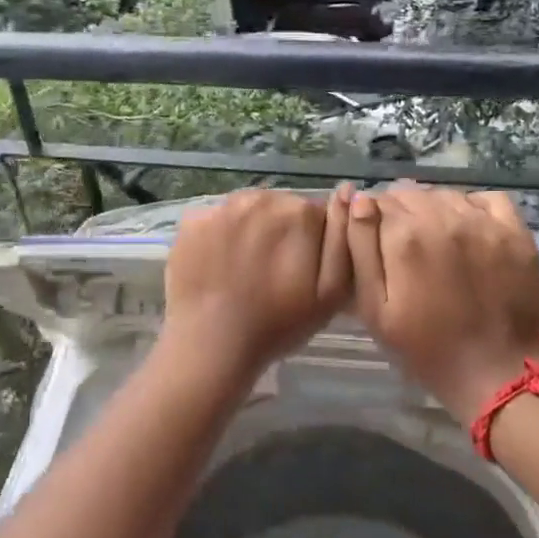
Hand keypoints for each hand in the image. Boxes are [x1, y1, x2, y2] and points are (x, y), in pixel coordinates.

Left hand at [164, 188, 352, 379]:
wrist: (211, 345)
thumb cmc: (279, 324)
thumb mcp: (332, 291)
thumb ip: (343, 238)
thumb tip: (347, 192)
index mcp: (299, 212)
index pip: (317, 215)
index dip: (313, 243)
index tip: (303, 272)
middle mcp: (261, 197)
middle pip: (281, 208)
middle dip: (281, 233)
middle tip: (274, 274)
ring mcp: (221, 207)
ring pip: (247, 212)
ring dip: (251, 232)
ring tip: (244, 271)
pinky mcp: (192, 221)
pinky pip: (216, 222)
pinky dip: (219, 238)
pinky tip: (218, 267)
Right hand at [346, 185, 538, 421]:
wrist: (494, 371)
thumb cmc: (424, 347)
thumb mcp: (375, 308)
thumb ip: (361, 249)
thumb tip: (358, 200)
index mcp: (404, 236)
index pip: (376, 202)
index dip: (371, 220)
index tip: (376, 242)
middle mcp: (442, 217)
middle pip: (410, 195)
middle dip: (400, 213)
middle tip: (404, 247)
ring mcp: (483, 222)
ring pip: (446, 195)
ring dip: (434, 209)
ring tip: (435, 240)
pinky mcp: (514, 232)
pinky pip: (487, 199)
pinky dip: (472, 207)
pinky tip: (468, 229)